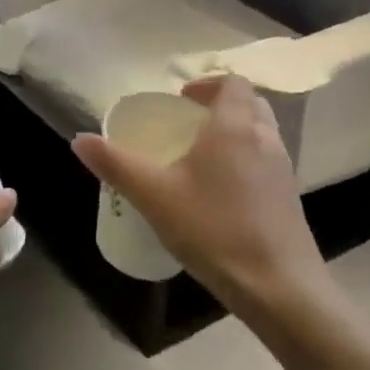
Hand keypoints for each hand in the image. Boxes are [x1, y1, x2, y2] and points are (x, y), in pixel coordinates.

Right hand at [72, 77, 333, 325]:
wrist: (277, 287)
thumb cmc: (213, 229)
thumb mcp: (153, 196)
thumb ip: (116, 165)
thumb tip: (79, 140)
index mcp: (235, 127)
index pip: (233, 83)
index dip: (207, 83)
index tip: (181, 99)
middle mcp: (266, 139)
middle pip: (250, 104)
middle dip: (220, 106)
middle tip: (188, 124)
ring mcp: (283, 170)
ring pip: (261, 134)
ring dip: (234, 133)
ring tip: (200, 158)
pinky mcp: (289, 198)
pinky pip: (266, 162)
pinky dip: (245, 161)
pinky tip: (220, 193)